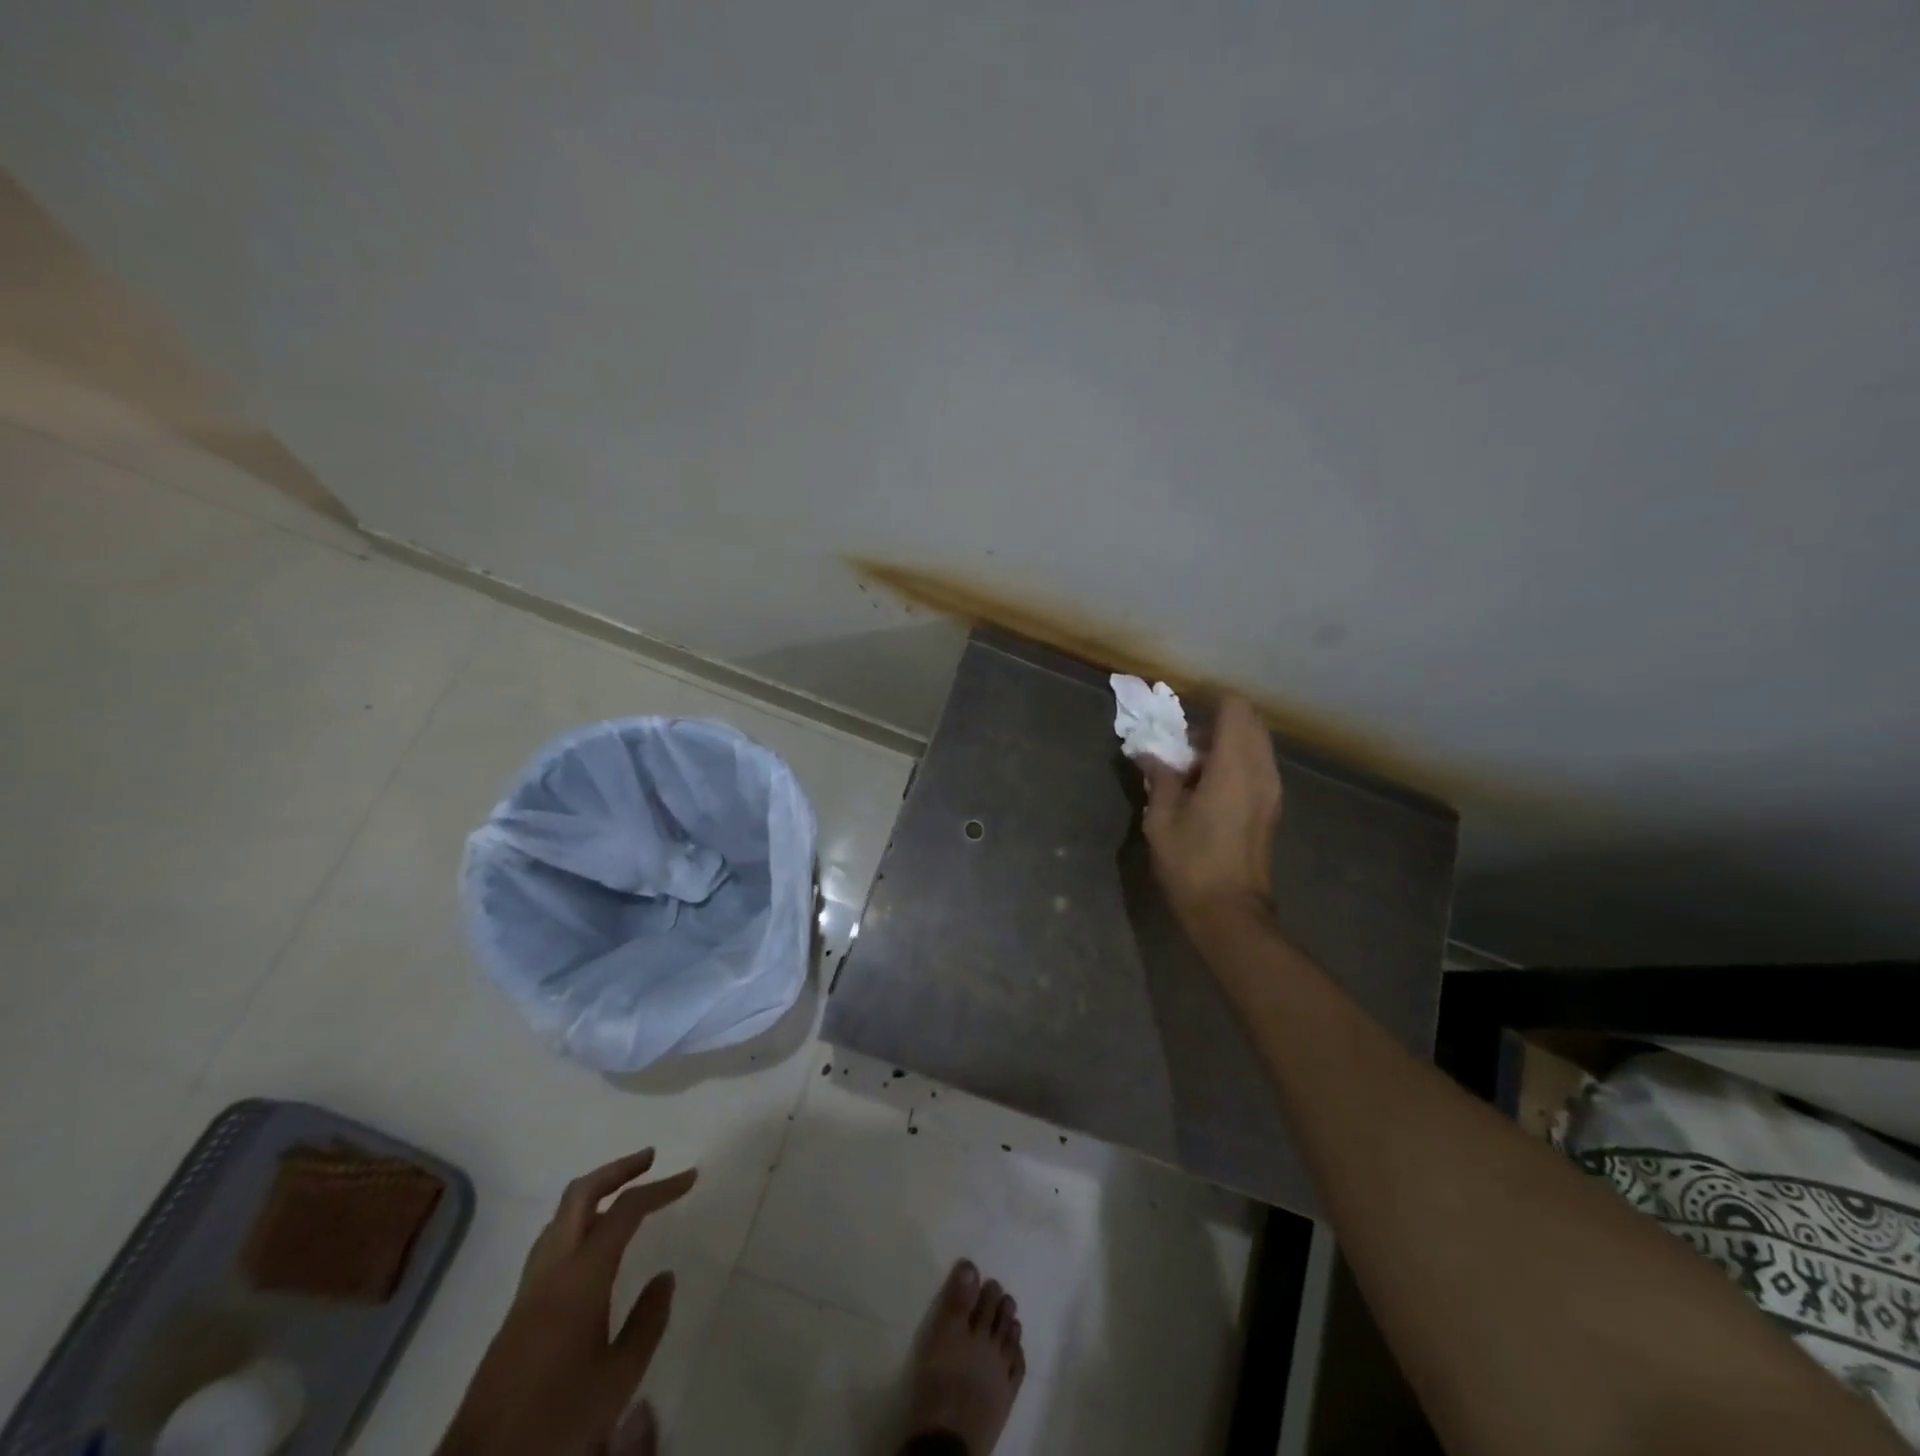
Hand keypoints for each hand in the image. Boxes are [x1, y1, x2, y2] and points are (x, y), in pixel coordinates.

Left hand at [437, 1149, 697, 1455]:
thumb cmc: (557, 1420)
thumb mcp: (618, 1379)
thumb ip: (647, 1322)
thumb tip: (664, 1277)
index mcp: (580, 1277)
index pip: (625, 1211)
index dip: (660, 1188)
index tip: (690, 1177)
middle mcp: (551, 1270)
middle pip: (580, 1194)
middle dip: (617, 1170)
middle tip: (650, 1160)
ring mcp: (528, 1289)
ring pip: (560, 1217)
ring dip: (595, 1194)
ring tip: (625, 1195)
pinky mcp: (517, 1310)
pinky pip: (551, 1243)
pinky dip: (579, 1223)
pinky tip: (594, 1246)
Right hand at [1141, 695, 1282, 930]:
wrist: (1229, 911)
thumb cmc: (1191, 862)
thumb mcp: (1162, 818)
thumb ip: (1160, 778)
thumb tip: (1150, 755)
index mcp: (1234, 767)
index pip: (1235, 709)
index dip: (1210, 703)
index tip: (1182, 716)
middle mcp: (1261, 770)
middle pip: (1250, 722)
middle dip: (1218, 721)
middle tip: (1184, 742)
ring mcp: (1272, 790)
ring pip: (1257, 744)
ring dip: (1228, 743)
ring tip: (1193, 766)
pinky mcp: (1272, 807)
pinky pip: (1258, 765)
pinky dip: (1237, 761)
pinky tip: (1208, 786)